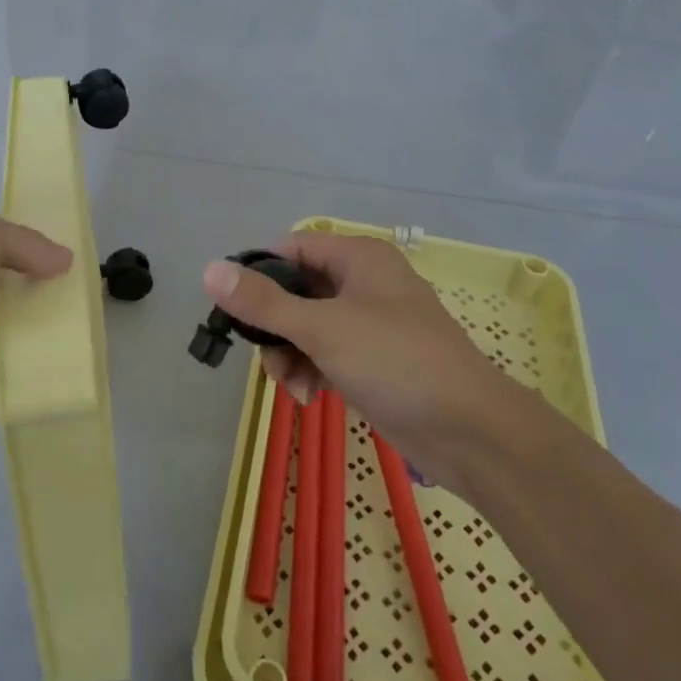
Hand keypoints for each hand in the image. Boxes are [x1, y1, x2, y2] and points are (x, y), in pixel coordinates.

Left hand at [0, 195, 70, 466]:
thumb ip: (23, 241)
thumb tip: (62, 260)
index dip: (13, 215)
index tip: (55, 225)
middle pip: (7, 261)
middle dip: (41, 262)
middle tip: (83, 266)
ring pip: (18, 304)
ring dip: (48, 304)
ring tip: (90, 302)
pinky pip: (22, 346)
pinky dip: (45, 344)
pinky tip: (77, 339)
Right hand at [202, 233, 506, 472]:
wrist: (471, 432)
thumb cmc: (397, 362)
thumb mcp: (322, 328)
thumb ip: (263, 302)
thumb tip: (209, 270)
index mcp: (358, 258)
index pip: (291, 248)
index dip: (260, 273)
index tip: (236, 308)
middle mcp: (363, 282)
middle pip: (295, 291)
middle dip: (275, 328)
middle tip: (268, 358)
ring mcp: (371, 323)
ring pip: (307, 327)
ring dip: (291, 356)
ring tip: (294, 387)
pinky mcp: (375, 360)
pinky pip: (327, 353)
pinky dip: (313, 371)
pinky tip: (311, 397)